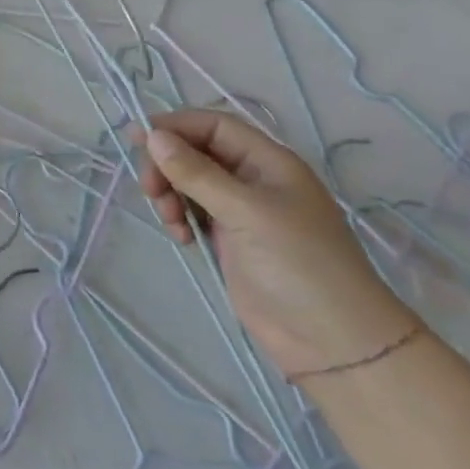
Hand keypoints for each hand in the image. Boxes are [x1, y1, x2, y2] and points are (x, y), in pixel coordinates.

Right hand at [139, 110, 416, 381]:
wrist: (332, 342)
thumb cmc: (298, 264)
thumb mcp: (246, 211)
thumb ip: (197, 173)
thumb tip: (153, 136)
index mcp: (268, 162)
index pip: (214, 126)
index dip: (175, 126)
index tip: (138, 138)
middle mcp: (254, 180)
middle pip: (197, 153)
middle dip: (168, 165)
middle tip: (150, 191)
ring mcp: (242, 212)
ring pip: (190, 184)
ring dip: (170, 194)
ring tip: (170, 220)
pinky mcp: (231, 241)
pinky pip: (194, 214)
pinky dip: (180, 219)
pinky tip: (182, 239)